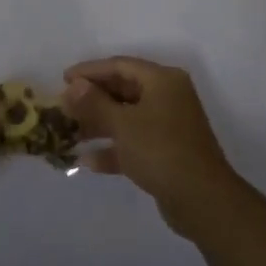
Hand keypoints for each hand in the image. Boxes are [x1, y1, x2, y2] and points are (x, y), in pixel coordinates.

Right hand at [62, 56, 244, 236]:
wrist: (202, 200)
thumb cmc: (160, 150)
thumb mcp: (122, 124)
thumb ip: (94, 103)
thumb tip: (73, 85)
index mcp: (162, 80)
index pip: (119, 65)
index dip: (90, 71)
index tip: (63, 80)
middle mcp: (168, 97)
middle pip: (123, 90)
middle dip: (92, 100)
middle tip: (63, 107)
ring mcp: (169, 125)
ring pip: (127, 117)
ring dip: (99, 124)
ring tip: (69, 133)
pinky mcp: (167, 152)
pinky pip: (134, 141)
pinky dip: (113, 148)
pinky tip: (87, 162)